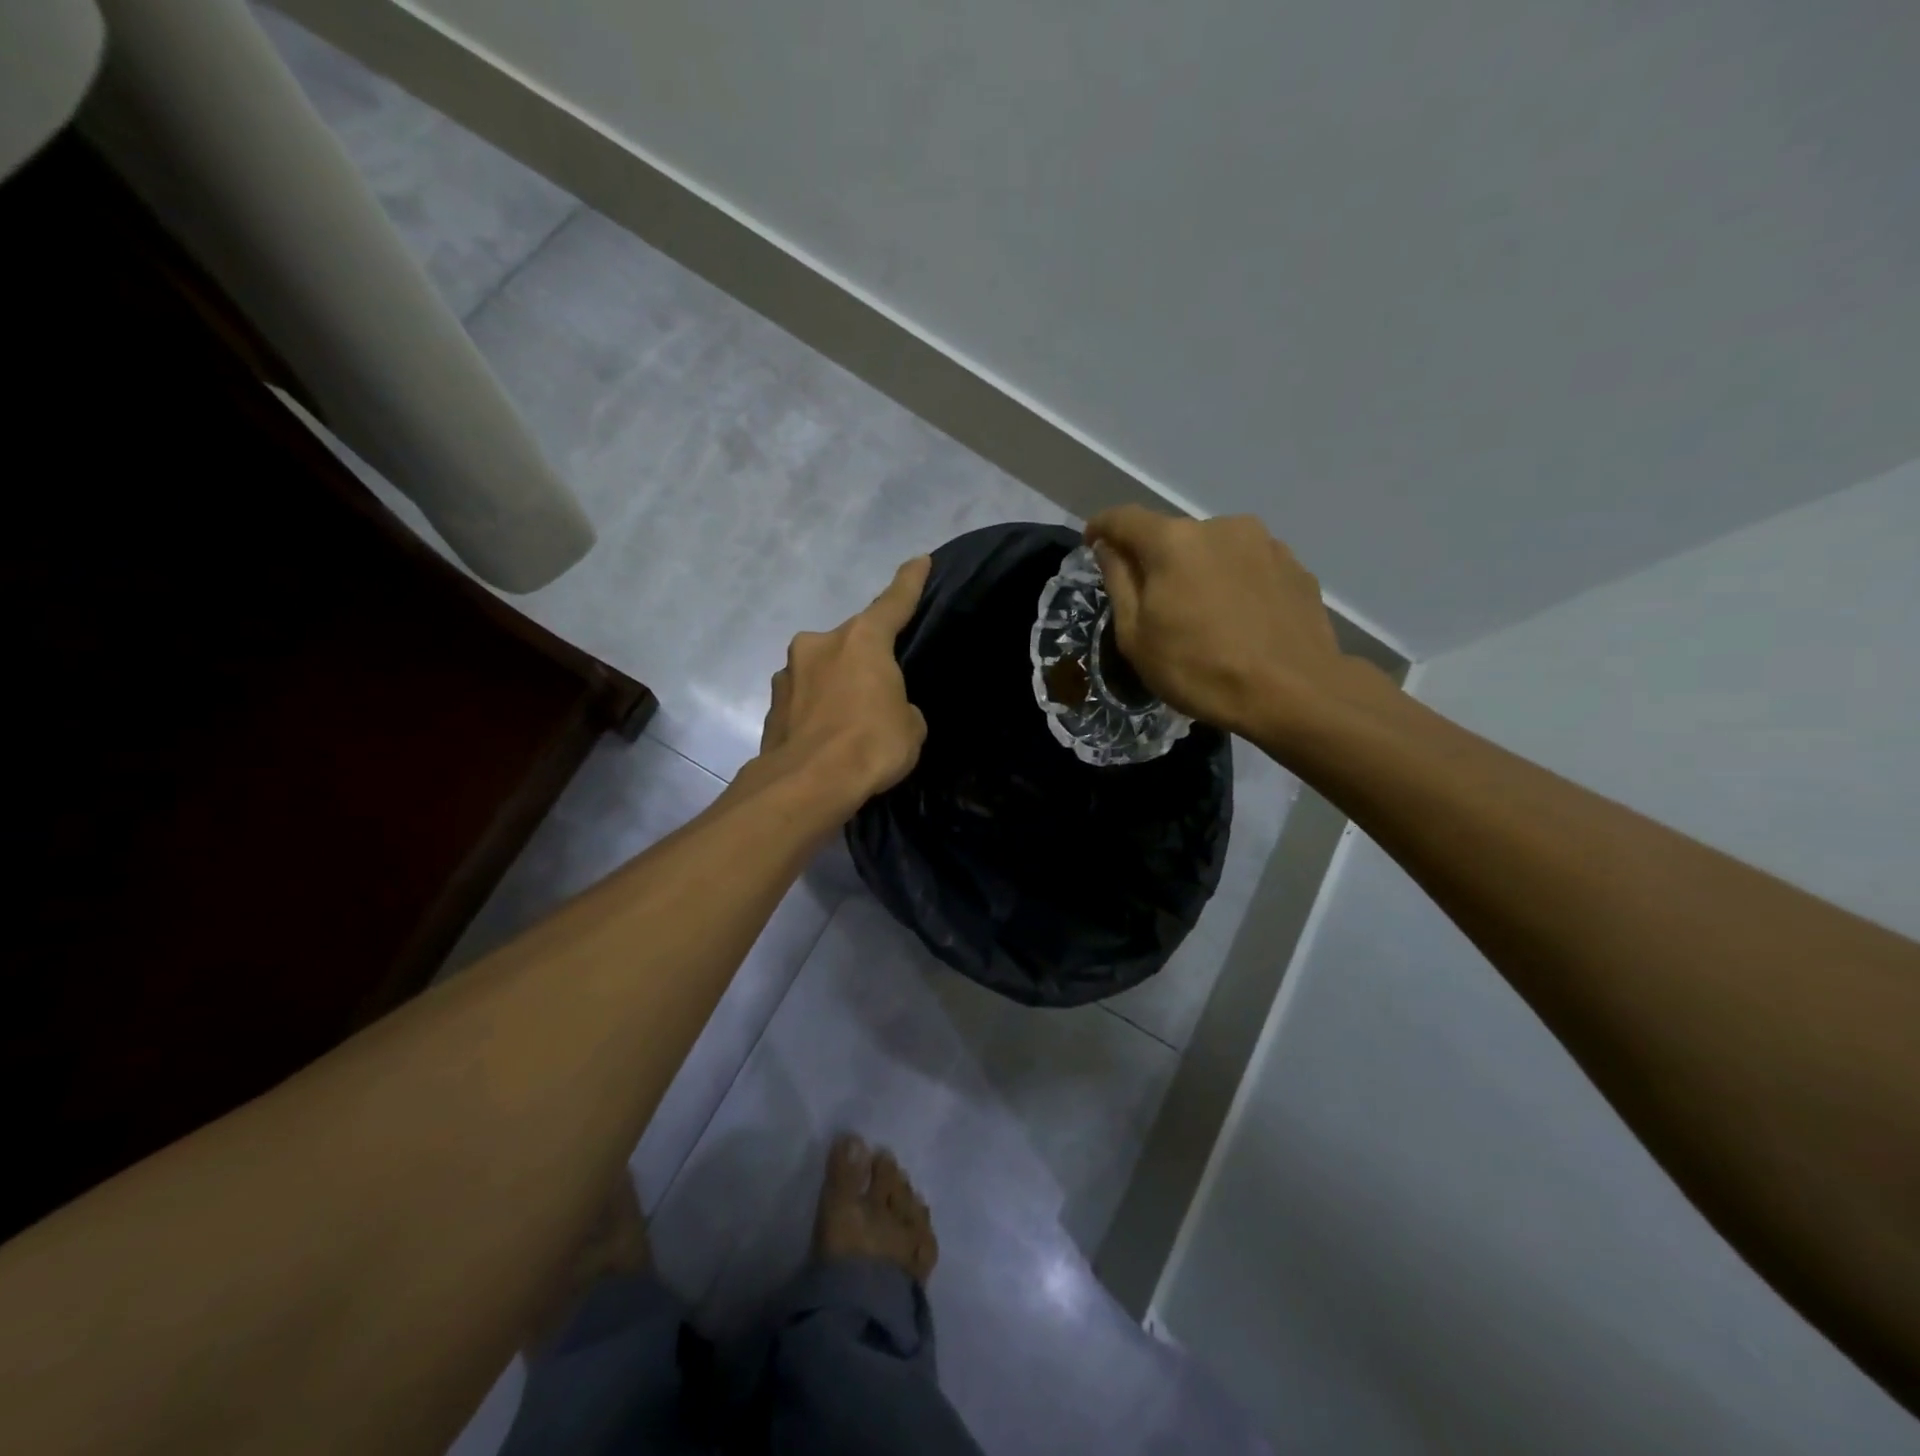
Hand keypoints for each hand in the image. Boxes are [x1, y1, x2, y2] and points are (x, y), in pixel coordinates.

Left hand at [753, 555, 930, 809]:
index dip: (909, 581)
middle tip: (879, 689)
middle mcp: (820, 645)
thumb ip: (901, 707)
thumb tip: (886, 709)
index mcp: (861, 640)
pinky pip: (804, 699)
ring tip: (849, 721)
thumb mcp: (910, 727)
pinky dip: (816, 711)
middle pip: (851, 642)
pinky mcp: (771, 705)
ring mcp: (788, 674)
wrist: (806, 784)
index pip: (893, 603)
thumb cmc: (870, 745)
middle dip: (864, 659)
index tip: (919, 561)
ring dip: (836, 685)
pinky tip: (826, 738)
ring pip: (822, 670)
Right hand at [1086, 506, 1377, 743]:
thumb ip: (1118, 583)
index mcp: (1173, 542)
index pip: (1123, 519)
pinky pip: (1249, 567)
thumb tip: (1109, 548)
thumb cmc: (1200, 669)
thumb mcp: (1137, 638)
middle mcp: (1220, 526)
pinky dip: (1234, 584)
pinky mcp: (1296, 566)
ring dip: (1199, 572)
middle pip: (1173, 536)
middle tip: (1154, 604)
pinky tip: (1240, 621)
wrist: (1295, 693)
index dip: (1102, 528)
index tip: (1092, 544)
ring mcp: (1265, 543)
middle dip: (1156, 561)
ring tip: (1203, 616)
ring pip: (1214, 550)